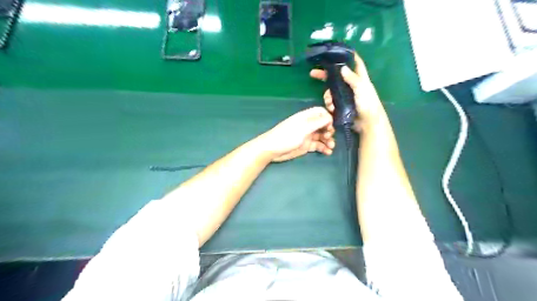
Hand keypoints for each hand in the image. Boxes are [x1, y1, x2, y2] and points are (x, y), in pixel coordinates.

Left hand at [261, 106, 333, 161]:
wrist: (272, 150)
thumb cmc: (287, 136)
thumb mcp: (303, 128)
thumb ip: (317, 122)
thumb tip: (330, 117)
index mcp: (306, 117)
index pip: (320, 112)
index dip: (328, 118)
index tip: (330, 126)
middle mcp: (308, 125)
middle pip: (323, 125)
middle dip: (329, 130)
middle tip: (328, 137)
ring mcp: (307, 136)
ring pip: (321, 136)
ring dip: (328, 140)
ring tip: (331, 147)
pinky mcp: (306, 146)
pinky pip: (318, 146)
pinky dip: (324, 148)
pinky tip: (328, 152)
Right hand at [310, 53, 385, 129]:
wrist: (367, 124)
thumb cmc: (368, 104)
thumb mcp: (362, 88)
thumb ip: (352, 78)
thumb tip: (342, 68)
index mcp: (360, 79)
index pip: (355, 64)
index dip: (349, 56)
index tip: (338, 51)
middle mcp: (351, 86)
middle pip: (336, 77)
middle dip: (325, 75)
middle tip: (313, 73)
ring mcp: (345, 97)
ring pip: (331, 91)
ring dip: (327, 96)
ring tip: (329, 102)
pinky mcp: (341, 106)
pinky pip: (331, 102)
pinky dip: (329, 105)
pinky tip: (331, 108)